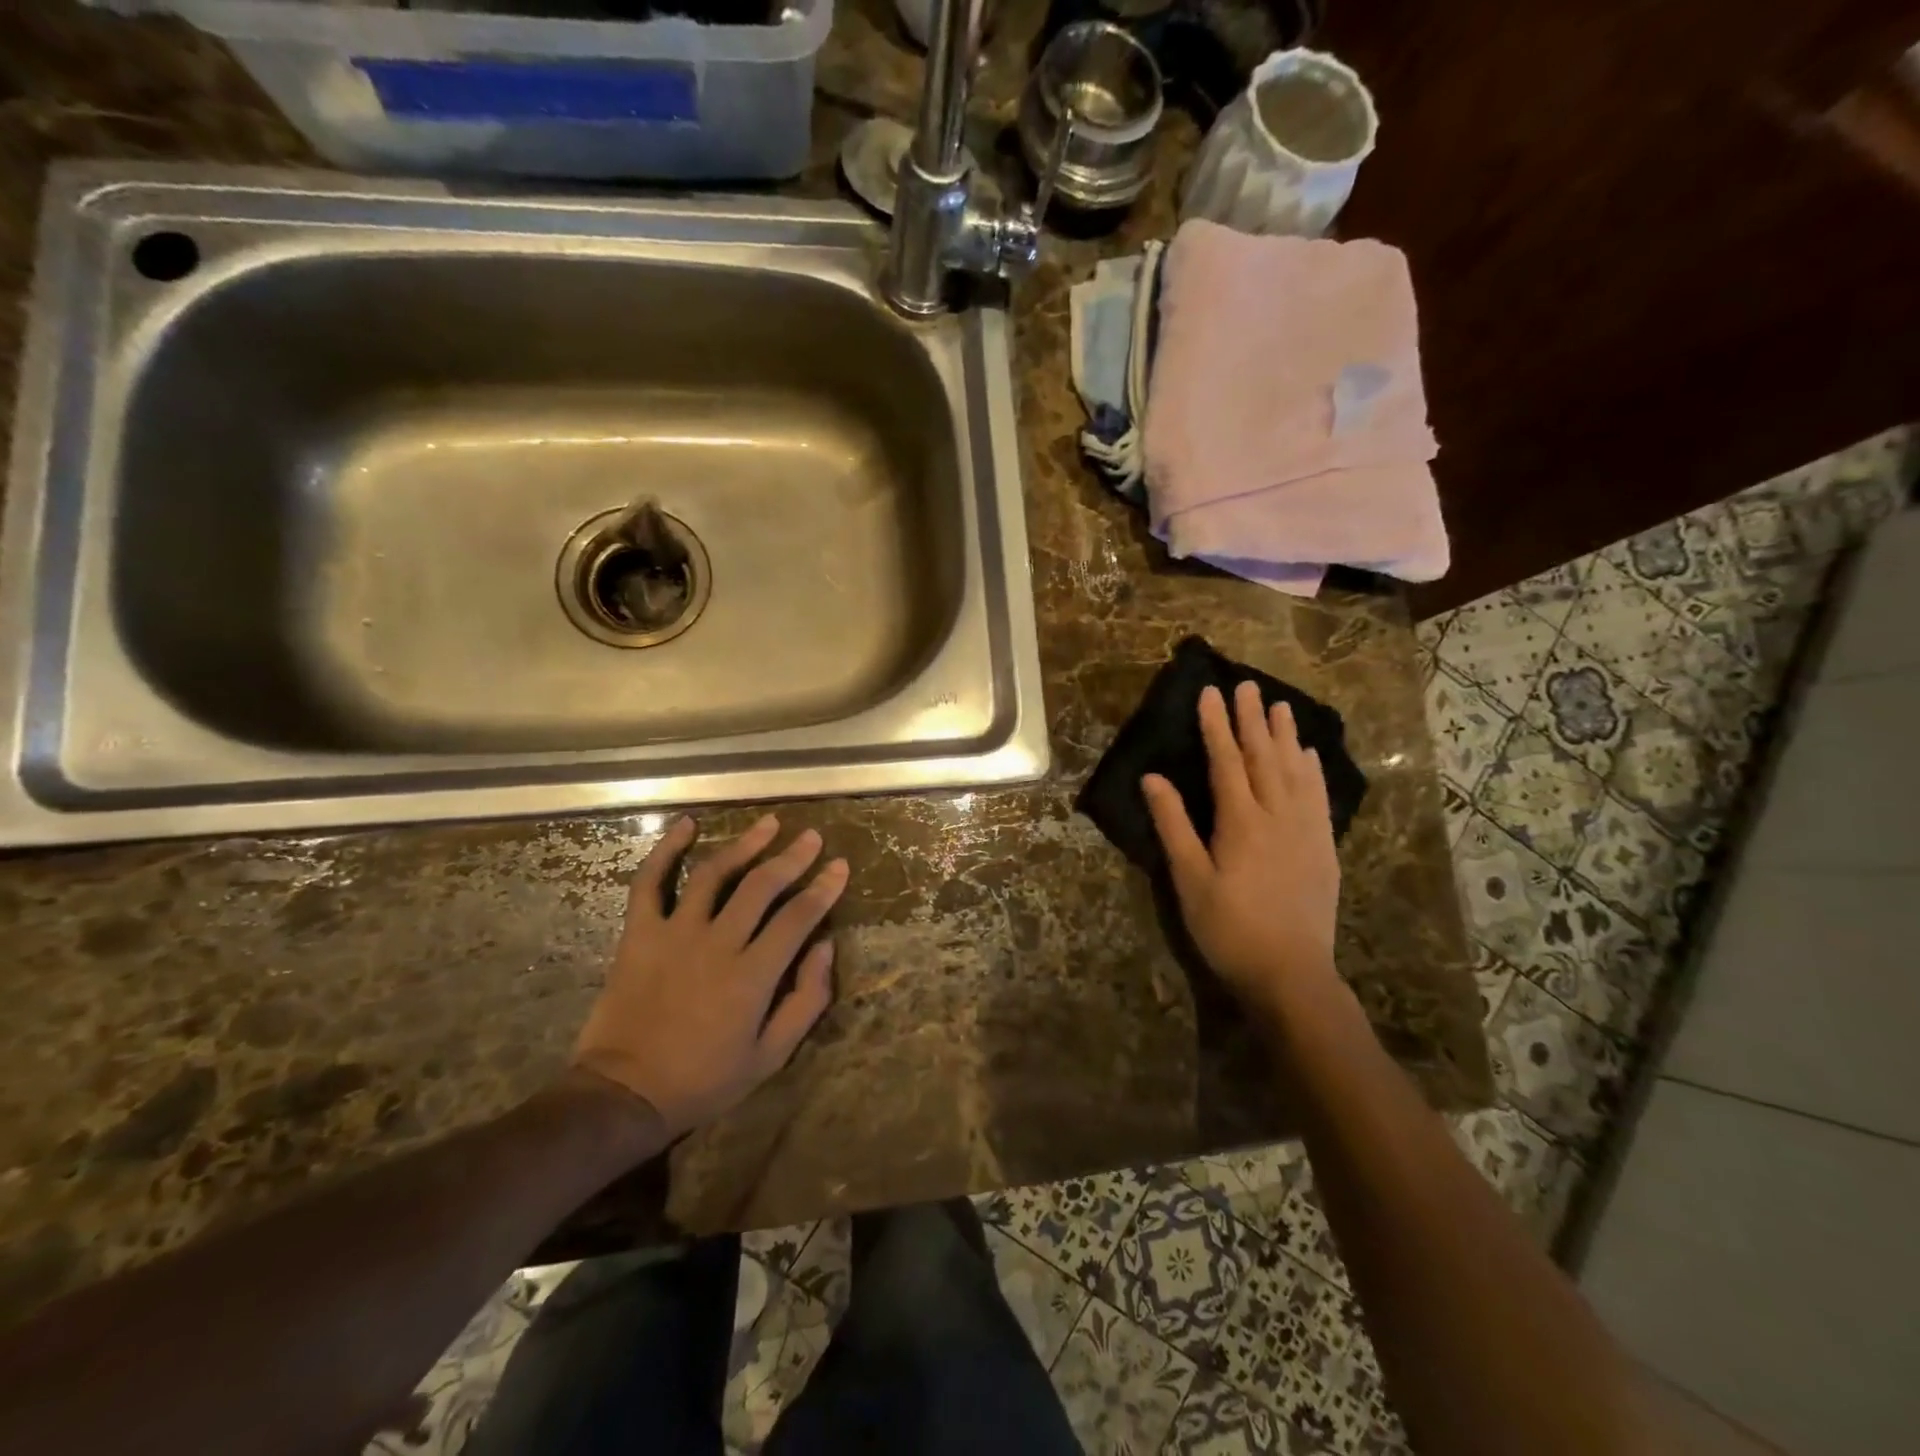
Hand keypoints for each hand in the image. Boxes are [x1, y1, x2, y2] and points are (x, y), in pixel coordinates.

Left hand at [573, 814, 847, 1139]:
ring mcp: (675, 933)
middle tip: (812, 837)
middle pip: (762, 886)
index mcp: (752, 975)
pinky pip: (649, 883)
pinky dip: (665, 851)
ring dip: (745, 844)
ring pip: (714, 874)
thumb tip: (825, 946)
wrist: (624, 1094)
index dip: (824, 888)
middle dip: (793, 857)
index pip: (798, 917)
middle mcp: (717, 943)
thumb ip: (805, 1000)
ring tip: (768, 823)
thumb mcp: (770, 1056)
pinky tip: (685, 825)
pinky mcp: (639, 933)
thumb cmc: (704, 1079)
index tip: (840, 866)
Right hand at [1142, 682, 1342, 1016]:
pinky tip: (1309, 756)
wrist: (1292, 973)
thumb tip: (1153, 778)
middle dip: (1252, 719)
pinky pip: (1319, 796)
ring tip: (1281, 706)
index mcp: (1240, 821)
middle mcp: (1277, 815)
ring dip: (1286, 736)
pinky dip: (1313, 770)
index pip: (1226, 760)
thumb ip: (1173, 825)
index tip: (1210, 692)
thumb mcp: (1190, 880)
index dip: (1216, 725)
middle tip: (1248, 685)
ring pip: (1295, 771)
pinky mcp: (1323, 847)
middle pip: (1264, 757)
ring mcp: (1306, 830)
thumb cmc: (1229, 929)